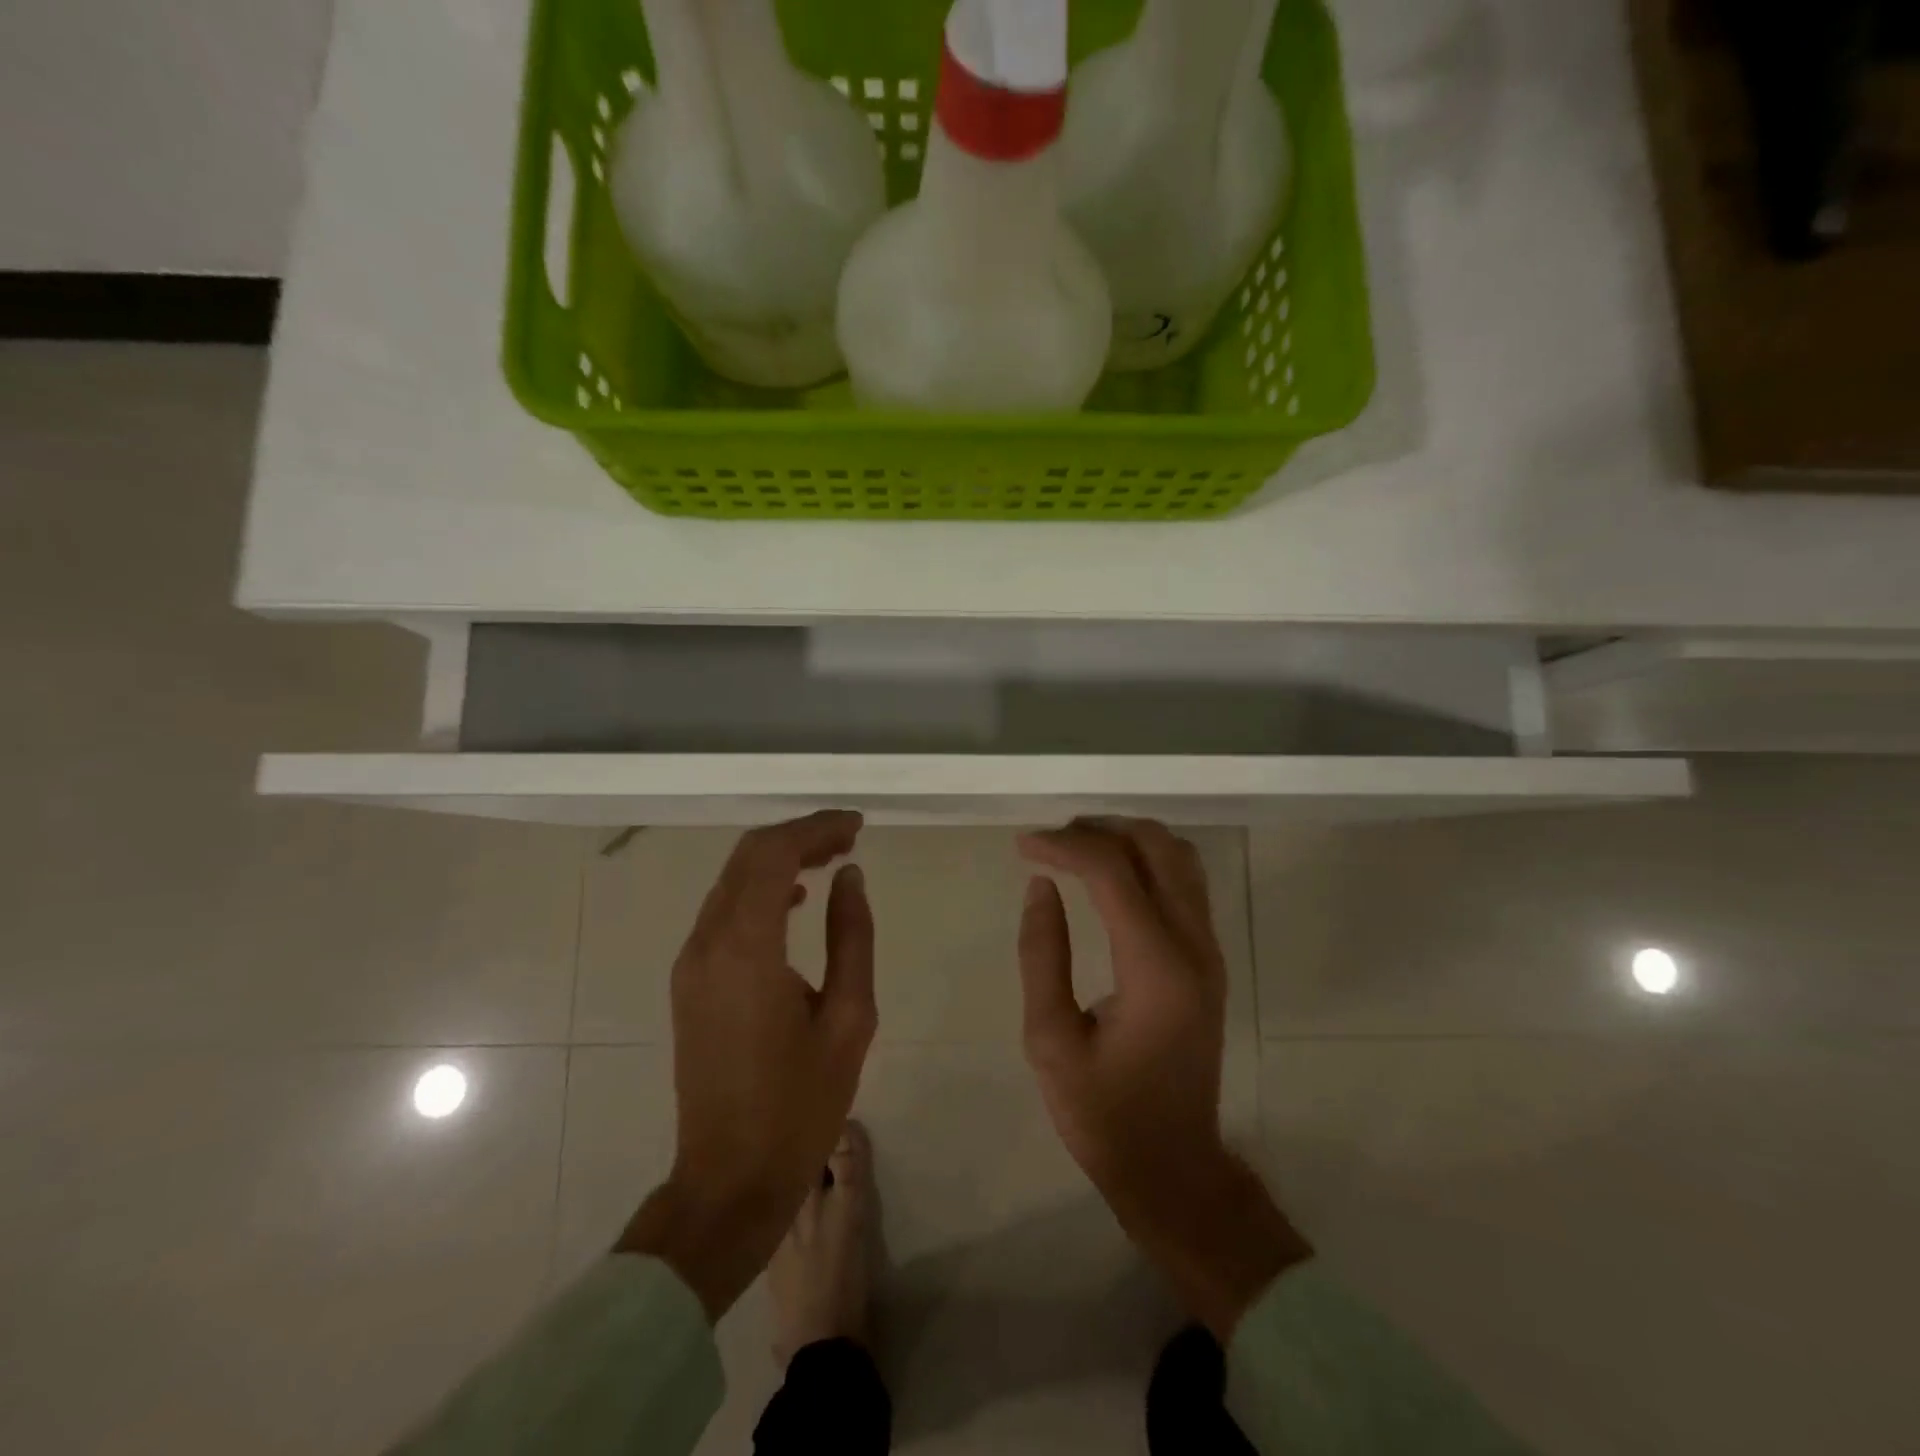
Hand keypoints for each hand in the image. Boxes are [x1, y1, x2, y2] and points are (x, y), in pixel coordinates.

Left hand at [617, 811, 877, 1320]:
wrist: (730, 1178)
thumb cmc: (801, 1104)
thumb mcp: (849, 1018)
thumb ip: (851, 936)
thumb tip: (849, 878)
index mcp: (746, 949)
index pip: (773, 855)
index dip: (816, 829)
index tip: (857, 828)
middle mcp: (707, 943)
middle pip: (747, 857)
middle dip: (798, 836)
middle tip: (848, 840)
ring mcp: (690, 962)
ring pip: (732, 881)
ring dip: (778, 860)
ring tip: (831, 861)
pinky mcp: (689, 981)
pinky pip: (723, 911)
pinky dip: (760, 890)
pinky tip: (795, 900)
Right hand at [1017, 819, 1310, 1339]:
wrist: (1174, 1166)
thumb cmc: (1104, 1114)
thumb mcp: (1050, 1040)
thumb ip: (1042, 954)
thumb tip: (1041, 885)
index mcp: (1155, 968)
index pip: (1113, 872)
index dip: (1064, 846)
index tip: (1022, 846)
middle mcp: (1193, 946)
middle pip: (1157, 847)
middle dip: (1099, 830)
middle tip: (1050, 841)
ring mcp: (1209, 950)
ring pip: (1179, 857)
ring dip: (1127, 839)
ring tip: (1076, 849)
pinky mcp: (1209, 958)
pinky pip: (1185, 882)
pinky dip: (1146, 860)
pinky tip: (1109, 876)